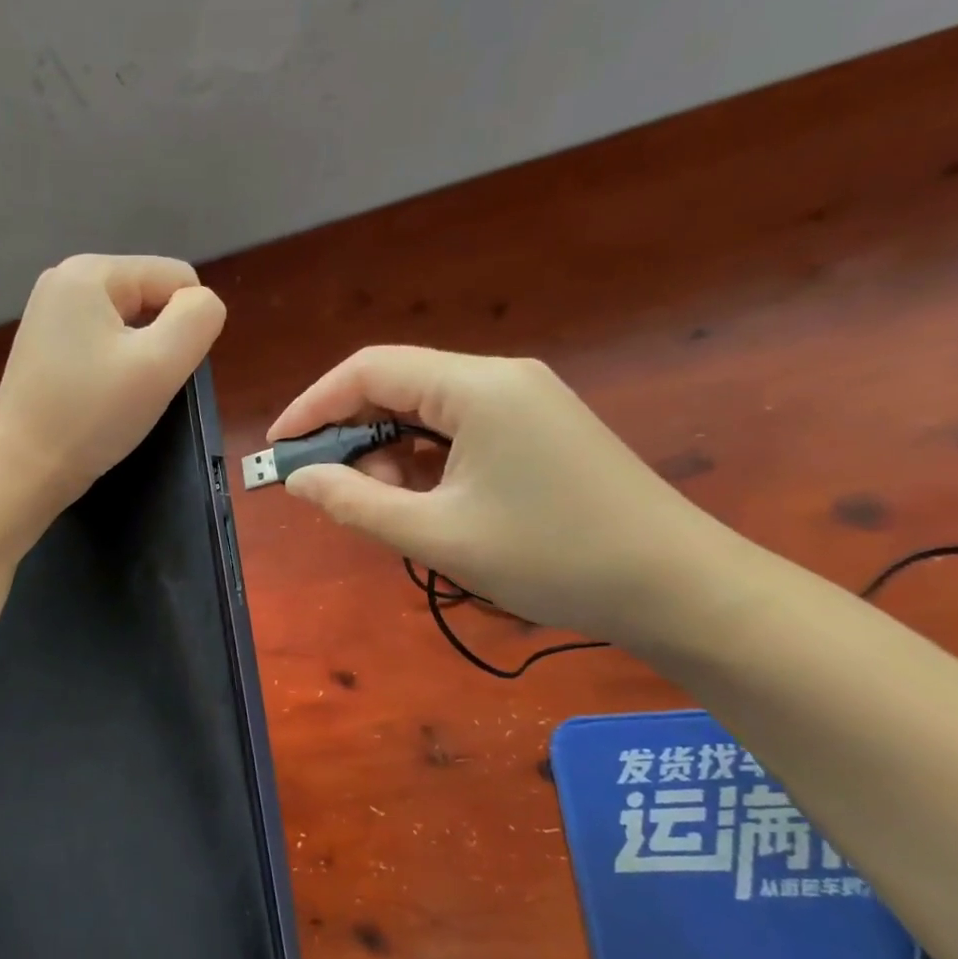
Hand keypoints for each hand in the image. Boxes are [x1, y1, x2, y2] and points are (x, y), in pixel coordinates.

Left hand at [0, 254, 226, 512]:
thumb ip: (198, 319)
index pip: (177, 278)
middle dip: (159, 341)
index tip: (158, 371)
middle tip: (137, 387)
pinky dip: (114, 368)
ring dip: (139, 358)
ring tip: (117, 395)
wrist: (21, 470)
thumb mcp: (160, 364)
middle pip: (151, 297)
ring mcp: (51, 313)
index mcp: (90, 271)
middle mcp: (65, 279)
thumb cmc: (91, 416)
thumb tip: (203, 304)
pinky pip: (104, 342)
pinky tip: (98, 398)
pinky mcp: (46, 345)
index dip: (186, 327)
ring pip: (130, 324)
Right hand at [268, 346, 735, 644]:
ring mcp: (525, 402)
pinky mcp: (539, 429)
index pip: (369, 371)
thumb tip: (298, 480)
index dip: (313, 406)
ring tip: (383, 509)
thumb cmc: (552, 557)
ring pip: (427, 412)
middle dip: (351, 434)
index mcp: (476, 387)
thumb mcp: (438, 535)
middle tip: (328, 490)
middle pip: (397, 386)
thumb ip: (356, 503)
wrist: (678, 587)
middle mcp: (499, 378)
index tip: (279, 451)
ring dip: (389, 454)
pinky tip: (424, 503)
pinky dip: (426, 462)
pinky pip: (459, 431)